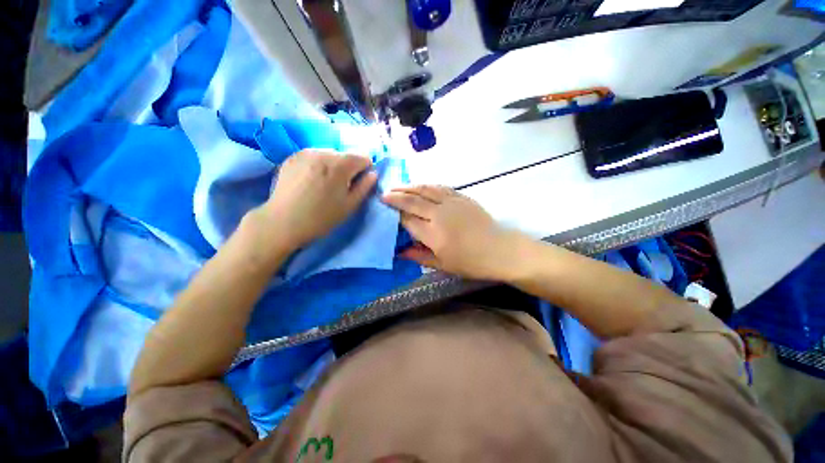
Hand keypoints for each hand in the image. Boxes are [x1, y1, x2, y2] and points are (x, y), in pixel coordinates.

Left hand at [251, 150, 377, 251]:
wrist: (283, 222)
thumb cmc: (322, 217)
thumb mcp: (350, 205)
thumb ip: (365, 187)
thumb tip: (373, 174)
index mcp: (341, 164)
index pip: (364, 158)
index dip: (365, 170)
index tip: (359, 184)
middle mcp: (324, 151)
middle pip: (346, 155)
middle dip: (348, 168)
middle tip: (340, 187)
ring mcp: (306, 152)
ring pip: (329, 154)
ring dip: (333, 166)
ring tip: (324, 184)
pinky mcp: (292, 156)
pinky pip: (314, 156)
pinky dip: (318, 165)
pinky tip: (310, 180)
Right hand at [382, 185, 521, 279]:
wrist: (500, 250)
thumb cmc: (471, 262)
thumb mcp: (442, 265)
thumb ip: (419, 256)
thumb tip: (399, 252)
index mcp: (433, 233)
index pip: (407, 219)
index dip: (395, 215)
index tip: (385, 211)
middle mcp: (439, 214)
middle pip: (412, 200)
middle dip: (396, 196)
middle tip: (384, 194)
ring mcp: (451, 202)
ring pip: (425, 189)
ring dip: (409, 187)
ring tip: (397, 186)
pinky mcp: (462, 197)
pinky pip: (440, 187)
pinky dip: (427, 185)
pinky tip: (420, 185)